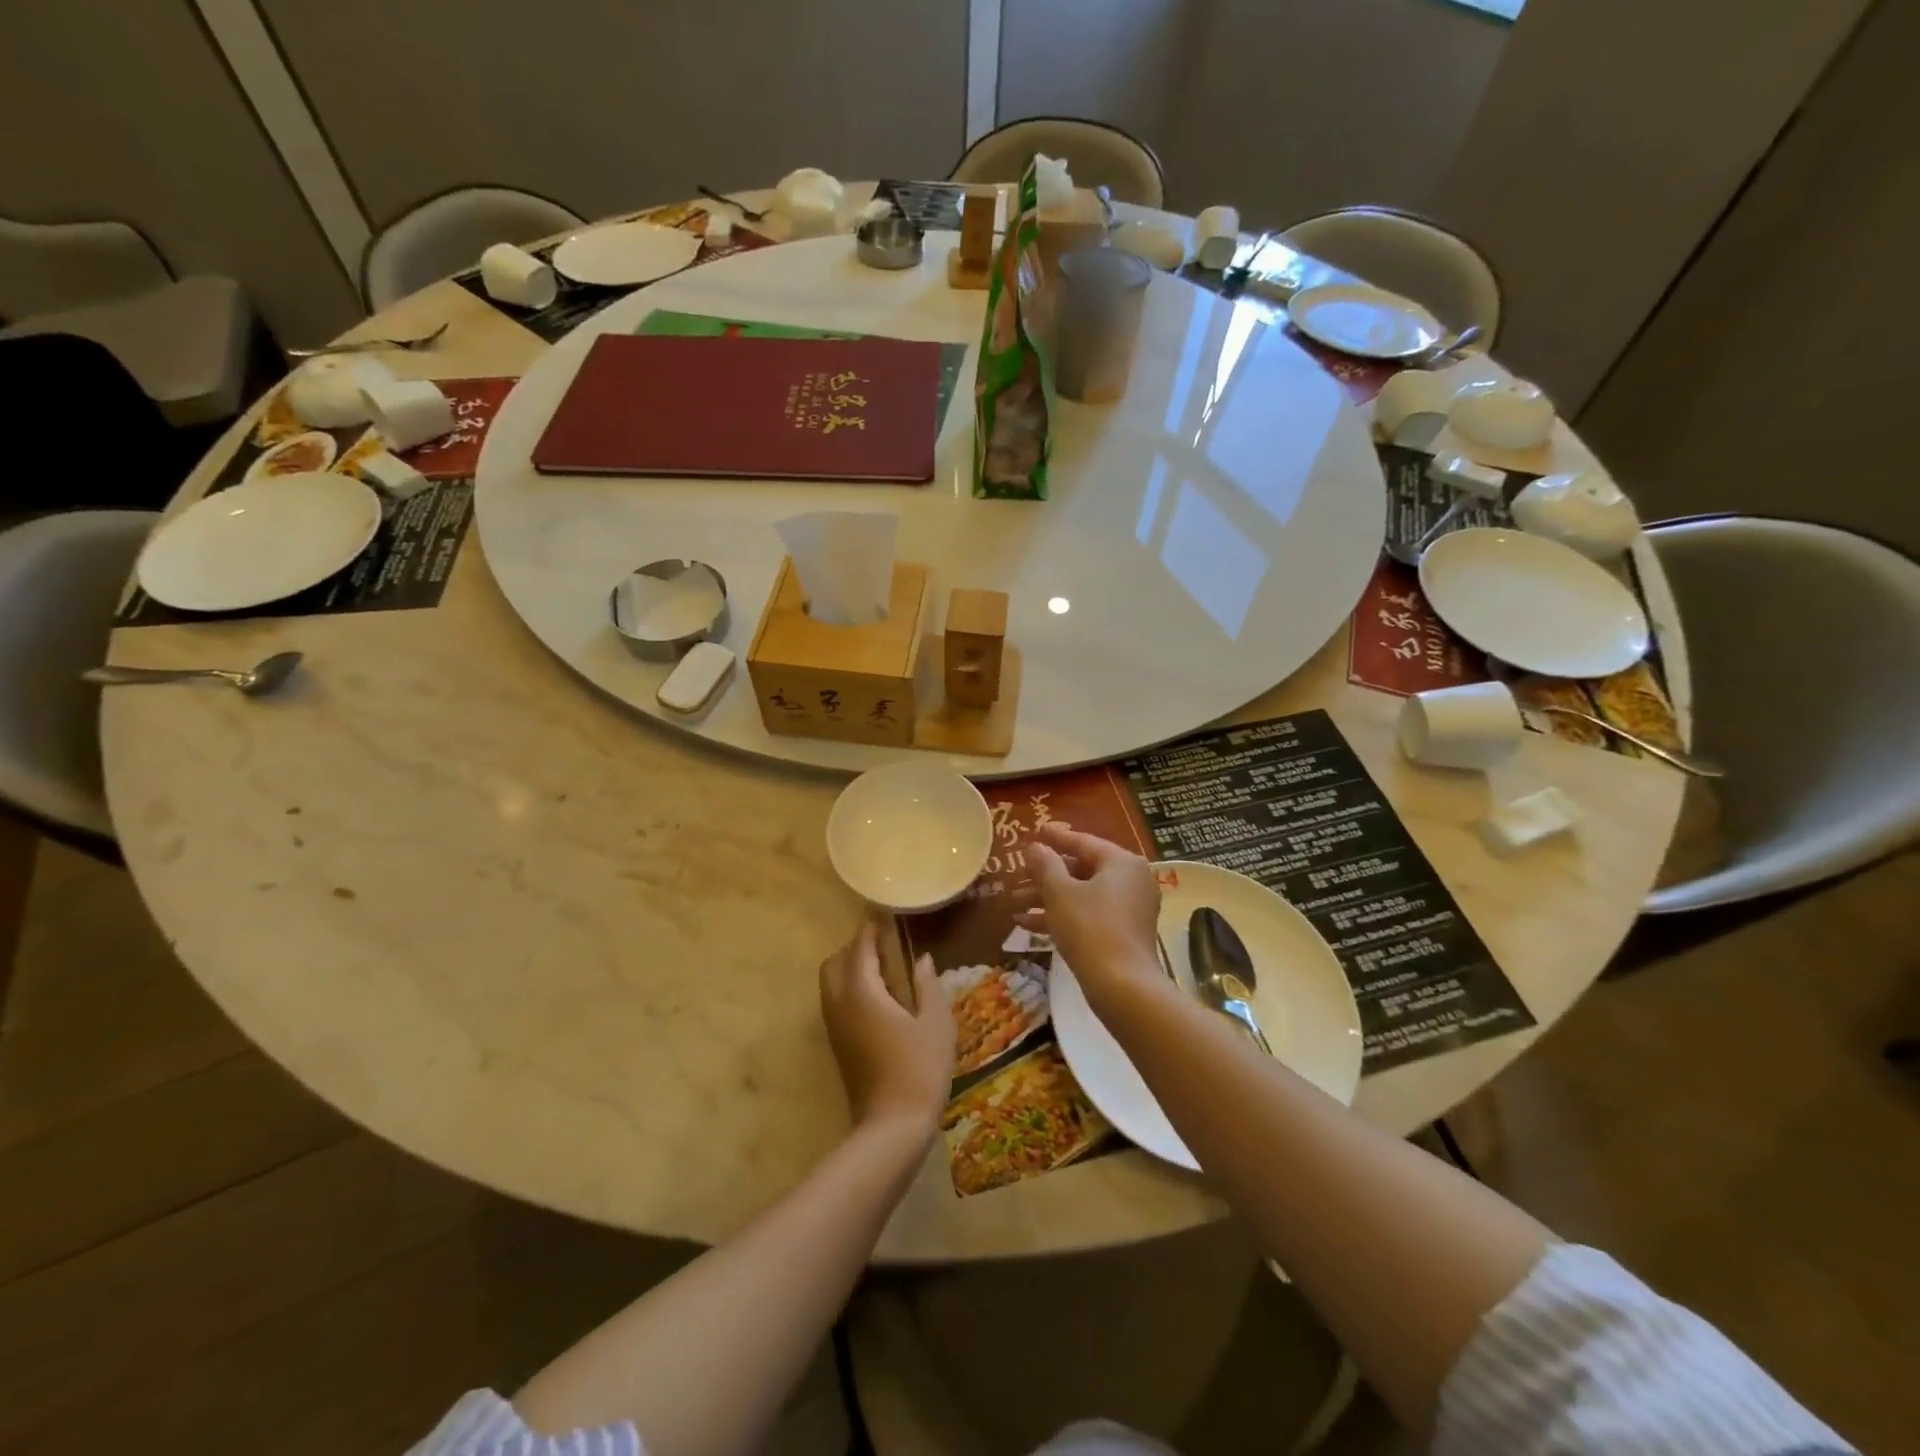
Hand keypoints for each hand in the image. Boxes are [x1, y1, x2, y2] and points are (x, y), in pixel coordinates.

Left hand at [819, 922, 953, 1136]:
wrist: (893, 1127)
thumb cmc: (920, 1068)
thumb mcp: (936, 1023)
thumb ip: (928, 985)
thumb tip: (922, 959)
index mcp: (863, 993)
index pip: (859, 950)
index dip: (869, 931)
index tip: (881, 917)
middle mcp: (841, 1005)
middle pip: (834, 964)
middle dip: (853, 949)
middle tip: (882, 946)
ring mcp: (835, 1028)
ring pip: (831, 985)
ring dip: (849, 970)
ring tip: (883, 971)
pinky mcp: (838, 1046)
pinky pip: (836, 1004)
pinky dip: (849, 990)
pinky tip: (879, 1001)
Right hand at [1025, 823, 1163, 1003]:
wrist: (1122, 986)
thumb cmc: (1090, 928)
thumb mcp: (1060, 893)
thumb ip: (1045, 865)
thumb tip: (1035, 847)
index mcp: (1122, 863)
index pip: (1083, 842)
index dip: (1055, 838)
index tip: (1036, 831)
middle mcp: (1132, 880)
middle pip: (1082, 869)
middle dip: (1046, 875)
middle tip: (1019, 873)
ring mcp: (1130, 909)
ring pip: (1082, 895)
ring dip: (1048, 898)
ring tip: (1015, 902)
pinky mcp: (1123, 934)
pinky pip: (1089, 915)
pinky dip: (1062, 916)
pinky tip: (1027, 925)